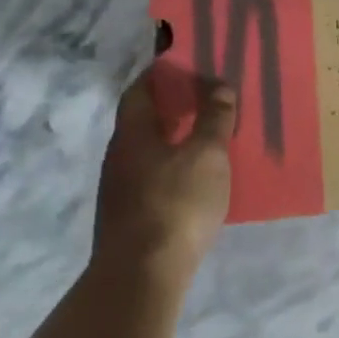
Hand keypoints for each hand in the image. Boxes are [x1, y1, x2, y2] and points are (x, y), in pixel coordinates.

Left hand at [94, 65, 236, 285]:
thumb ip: (214, 118)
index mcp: (133, 133)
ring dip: (175, 137)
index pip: (141, 90)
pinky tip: (198, 176)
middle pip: (144, 119)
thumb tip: (218, 85)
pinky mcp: (130, 216)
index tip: (187, 63)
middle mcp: (120, 156)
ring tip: (209, 134)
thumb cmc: (176, 203)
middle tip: (207, 95)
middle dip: (173, 105)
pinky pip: (154, 175)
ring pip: (149, 149)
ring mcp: (121, 188)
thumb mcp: (207, 155)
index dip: (161, 73)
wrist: (142, 274)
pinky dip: (175, 164)